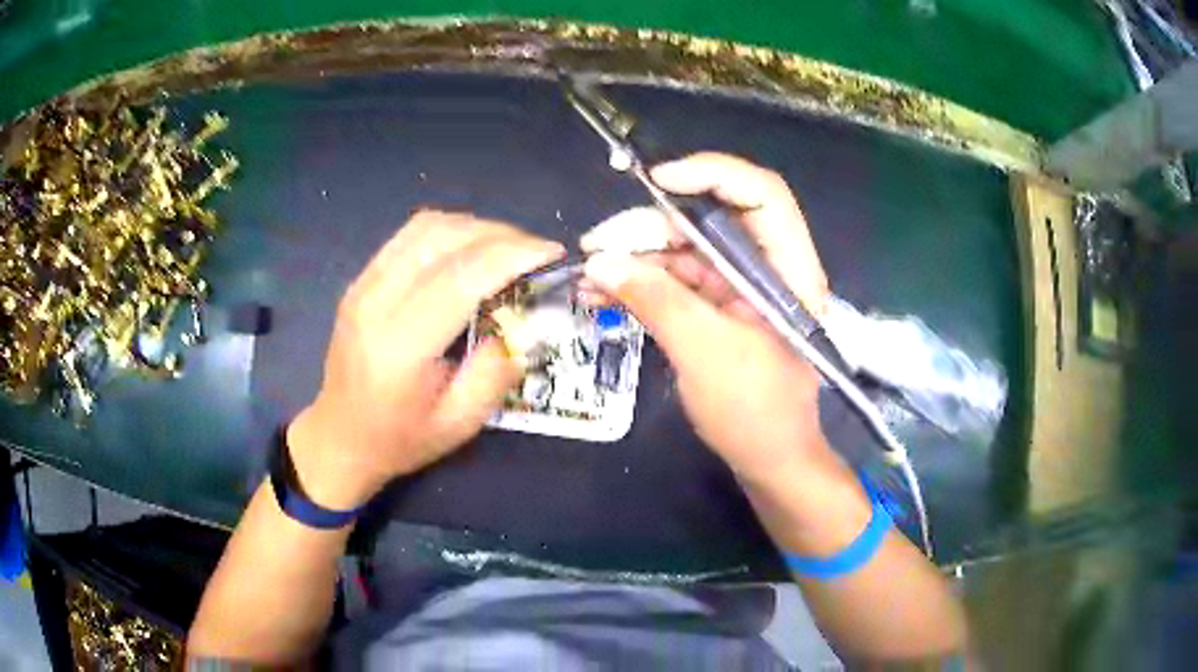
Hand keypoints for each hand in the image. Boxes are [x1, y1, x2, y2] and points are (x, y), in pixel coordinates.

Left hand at [287, 211, 563, 509]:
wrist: (340, 438)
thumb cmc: (400, 439)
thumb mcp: (459, 423)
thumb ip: (497, 370)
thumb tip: (527, 322)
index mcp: (400, 345)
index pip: (462, 276)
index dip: (513, 255)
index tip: (553, 254)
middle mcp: (375, 301)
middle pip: (444, 238)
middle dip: (502, 236)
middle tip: (537, 253)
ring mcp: (363, 284)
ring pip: (427, 226)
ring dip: (476, 228)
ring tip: (509, 249)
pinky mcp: (361, 279)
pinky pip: (409, 235)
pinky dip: (450, 232)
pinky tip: (471, 250)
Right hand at [580, 153, 833, 486]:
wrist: (768, 461)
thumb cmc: (754, 411)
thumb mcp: (704, 351)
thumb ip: (655, 299)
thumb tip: (599, 261)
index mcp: (787, 268)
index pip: (761, 195)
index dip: (712, 174)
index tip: (657, 182)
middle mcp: (766, 267)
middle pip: (710, 220)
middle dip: (651, 227)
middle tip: (598, 245)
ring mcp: (739, 288)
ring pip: (685, 250)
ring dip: (636, 257)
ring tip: (589, 273)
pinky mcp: (717, 308)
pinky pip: (676, 281)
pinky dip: (640, 283)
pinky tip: (602, 291)